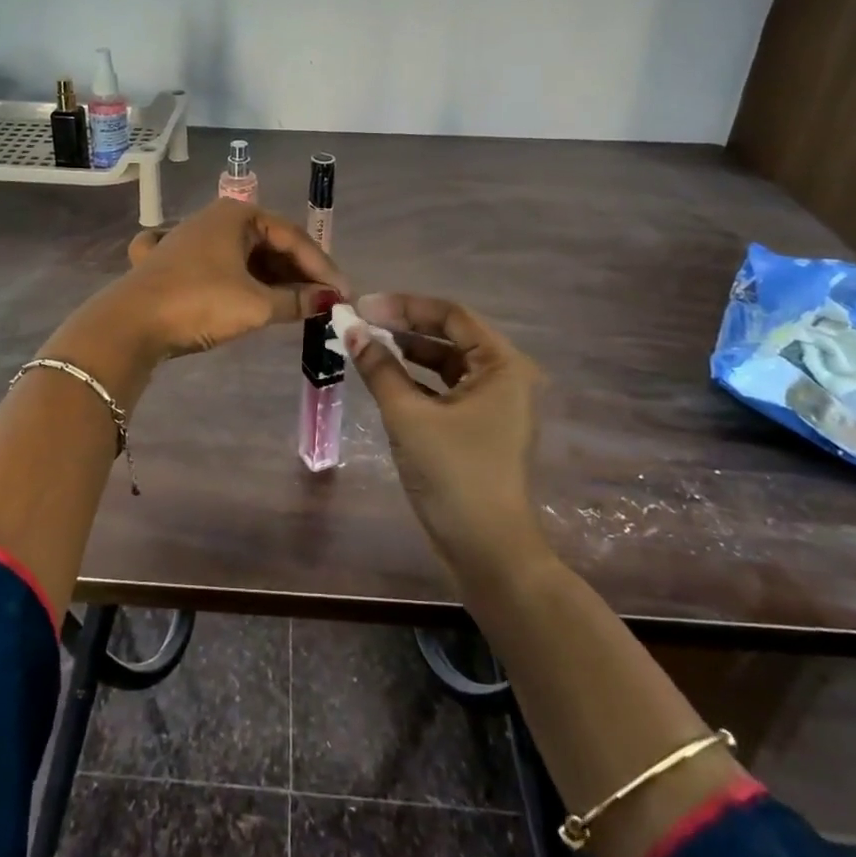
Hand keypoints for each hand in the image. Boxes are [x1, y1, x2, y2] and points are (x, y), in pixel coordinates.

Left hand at [95, 199, 348, 360]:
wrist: (130, 324)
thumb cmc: (199, 303)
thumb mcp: (255, 305)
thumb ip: (297, 301)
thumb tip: (329, 300)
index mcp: (236, 215)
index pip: (292, 237)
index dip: (321, 267)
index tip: (343, 295)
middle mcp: (214, 219)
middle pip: (269, 244)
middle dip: (297, 274)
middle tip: (322, 302)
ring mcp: (190, 239)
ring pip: (244, 257)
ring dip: (271, 281)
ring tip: (296, 307)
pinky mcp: (173, 264)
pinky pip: (218, 268)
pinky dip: (239, 282)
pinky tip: (249, 297)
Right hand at [342, 294, 548, 576]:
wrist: (487, 550)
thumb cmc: (454, 474)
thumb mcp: (408, 415)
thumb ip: (379, 367)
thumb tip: (349, 330)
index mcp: (502, 365)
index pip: (451, 316)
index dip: (404, 306)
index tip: (363, 306)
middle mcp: (505, 376)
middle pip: (450, 335)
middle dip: (404, 326)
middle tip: (360, 322)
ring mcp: (495, 403)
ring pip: (446, 362)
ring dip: (408, 352)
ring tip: (366, 344)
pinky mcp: (480, 426)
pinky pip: (445, 388)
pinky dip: (416, 379)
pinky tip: (385, 376)